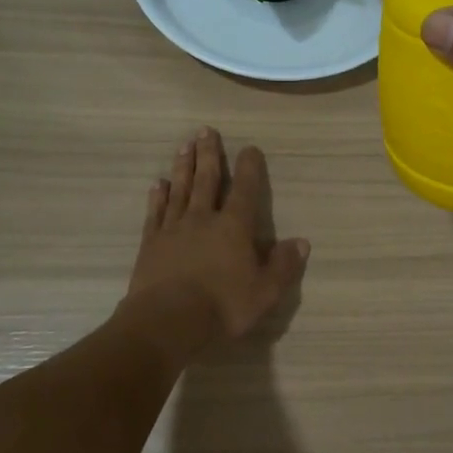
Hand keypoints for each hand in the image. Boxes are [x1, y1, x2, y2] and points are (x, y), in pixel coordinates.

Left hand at [122, 127, 308, 356]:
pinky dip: (159, 196)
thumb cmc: (222, 307)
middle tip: (206, 131)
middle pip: (207, 180)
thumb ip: (283, 266)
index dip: (249, 168)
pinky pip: (156, 213)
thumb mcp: (265, 292)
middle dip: (209, 154)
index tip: (249, 148)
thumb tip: (301, 242)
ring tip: (184, 146)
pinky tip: (159, 184)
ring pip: (180, 190)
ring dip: (184, 166)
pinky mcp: (151, 243)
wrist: (167, 321)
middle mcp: (203, 219)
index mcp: (234, 228)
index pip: (245, 190)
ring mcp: (174, 229)